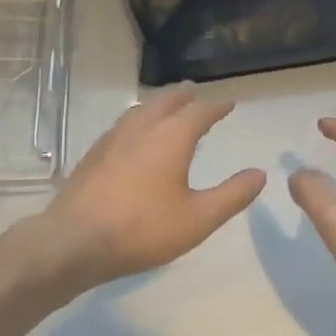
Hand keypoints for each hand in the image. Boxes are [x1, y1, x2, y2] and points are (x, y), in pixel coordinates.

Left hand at [34, 87, 265, 293]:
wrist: (75, 241)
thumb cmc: (143, 229)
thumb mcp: (198, 219)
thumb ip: (232, 195)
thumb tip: (260, 173)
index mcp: (170, 138)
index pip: (199, 112)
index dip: (216, 108)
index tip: (229, 104)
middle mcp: (141, 129)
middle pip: (165, 102)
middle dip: (183, 97)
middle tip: (195, 94)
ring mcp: (113, 139)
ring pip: (140, 111)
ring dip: (158, 106)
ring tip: (166, 110)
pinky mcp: (93, 155)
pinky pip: (122, 126)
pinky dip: (137, 122)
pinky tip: (133, 138)